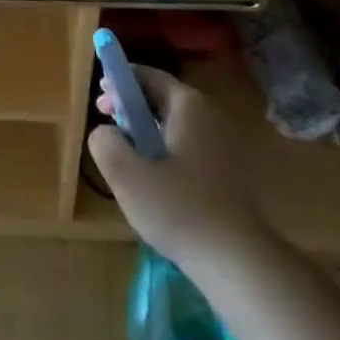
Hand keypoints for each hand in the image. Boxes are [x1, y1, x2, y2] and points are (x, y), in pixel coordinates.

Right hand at [89, 67, 267, 272]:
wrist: (239, 263)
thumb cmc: (180, 209)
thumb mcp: (127, 175)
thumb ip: (105, 143)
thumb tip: (104, 132)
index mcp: (188, 106)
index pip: (149, 76)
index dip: (120, 82)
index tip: (100, 100)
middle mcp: (210, 116)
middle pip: (162, 100)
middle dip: (131, 109)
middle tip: (108, 128)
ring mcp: (224, 146)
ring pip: (175, 127)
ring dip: (147, 133)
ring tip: (126, 158)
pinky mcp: (229, 175)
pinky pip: (189, 149)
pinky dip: (166, 153)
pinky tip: (153, 183)